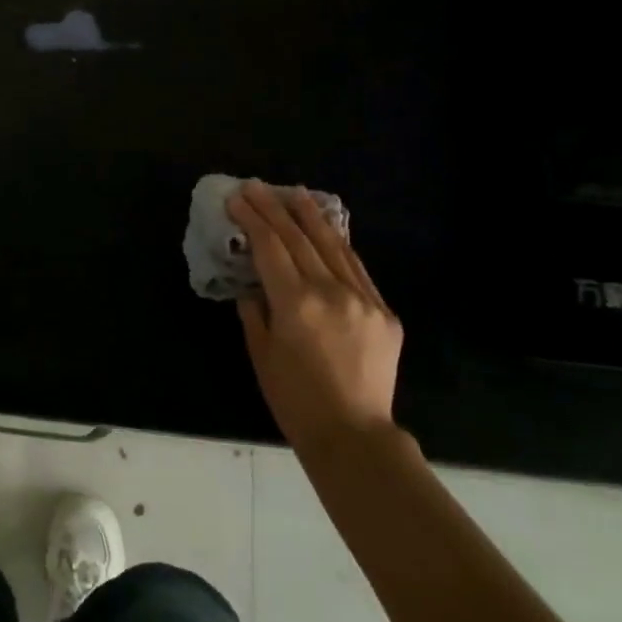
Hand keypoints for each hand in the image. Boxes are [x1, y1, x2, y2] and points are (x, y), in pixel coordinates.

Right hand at [229, 180, 402, 448]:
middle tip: (257, 186)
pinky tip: (330, 230)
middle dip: (274, 208)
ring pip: (333, 246)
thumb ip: (255, 311)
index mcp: (296, 303)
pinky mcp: (384, 312)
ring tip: (295, 193)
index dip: (252, 219)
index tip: (237, 198)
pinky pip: (357, 269)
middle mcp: (331, 291)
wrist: (354, 435)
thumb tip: (254, 286)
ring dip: (311, 216)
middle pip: (299, 238)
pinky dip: (340, 245)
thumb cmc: (295, 400)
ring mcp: (363, 299)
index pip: (270, 247)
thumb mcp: (261, 353)